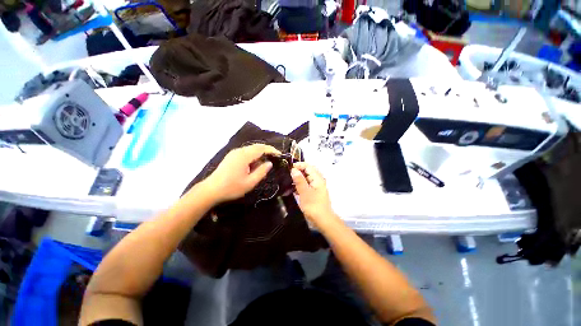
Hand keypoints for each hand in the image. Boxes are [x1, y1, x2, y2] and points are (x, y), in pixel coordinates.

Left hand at [202, 144, 280, 203]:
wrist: (211, 190)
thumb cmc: (232, 187)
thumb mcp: (250, 182)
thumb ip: (262, 171)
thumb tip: (269, 163)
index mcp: (244, 156)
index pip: (261, 148)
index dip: (272, 150)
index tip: (280, 155)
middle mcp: (239, 151)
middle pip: (256, 146)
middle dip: (267, 150)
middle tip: (275, 158)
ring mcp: (234, 153)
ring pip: (251, 149)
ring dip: (260, 154)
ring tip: (265, 163)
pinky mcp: (231, 156)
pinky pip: (246, 152)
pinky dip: (253, 156)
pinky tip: (254, 165)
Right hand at [291, 162, 338, 226]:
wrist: (322, 220)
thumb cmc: (313, 206)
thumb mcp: (304, 192)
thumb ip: (299, 180)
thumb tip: (293, 169)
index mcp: (317, 178)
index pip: (308, 166)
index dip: (299, 165)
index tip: (289, 168)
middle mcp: (318, 180)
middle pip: (307, 171)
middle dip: (297, 171)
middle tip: (287, 174)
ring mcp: (316, 186)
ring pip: (306, 178)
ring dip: (297, 179)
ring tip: (288, 181)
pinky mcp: (313, 192)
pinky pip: (306, 185)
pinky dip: (299, 185)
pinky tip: (292, 189)